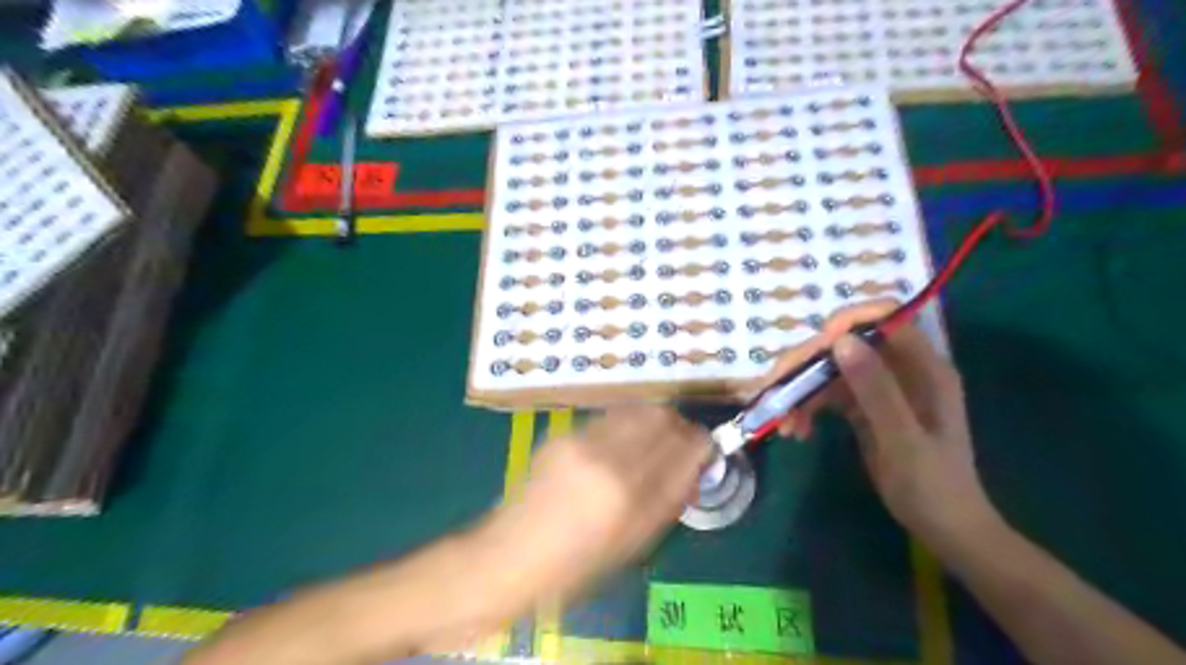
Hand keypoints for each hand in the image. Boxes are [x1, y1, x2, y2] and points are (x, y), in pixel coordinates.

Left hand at [491, 408, 713, 600]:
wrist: (511, 554)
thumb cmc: (576, 566)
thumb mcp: (633, 546)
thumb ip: (668, 503)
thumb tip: (693, 469)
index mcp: (631, 498)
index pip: (685, 449)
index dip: (703, 444)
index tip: (706, 449)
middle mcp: (609, 460)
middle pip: (663, 418)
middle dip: (681, 426)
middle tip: (683, 441)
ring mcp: (583, 442)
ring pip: (637, 410)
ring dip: (655, 420)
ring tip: (655, 438)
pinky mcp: (564, 434)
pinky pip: (610, 418)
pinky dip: (628, 424)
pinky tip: (621, 442)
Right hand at [749, 304, 997, 546]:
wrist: (943, 527)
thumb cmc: (931, 485)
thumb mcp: (902, 438)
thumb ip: (875, 388)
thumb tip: (840, 340)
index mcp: (923, 367)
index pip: (885, 317)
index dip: (848, 321)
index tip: (817, 347)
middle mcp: (900, 369)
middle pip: (847, 344)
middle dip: (808, 363)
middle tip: (776, 388)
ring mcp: (880, 387)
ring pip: (831, 369)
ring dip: (802, 390)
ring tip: (783, 423)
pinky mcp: (864, 405)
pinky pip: (828, 394)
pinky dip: (808, 408)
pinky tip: (797, 431)